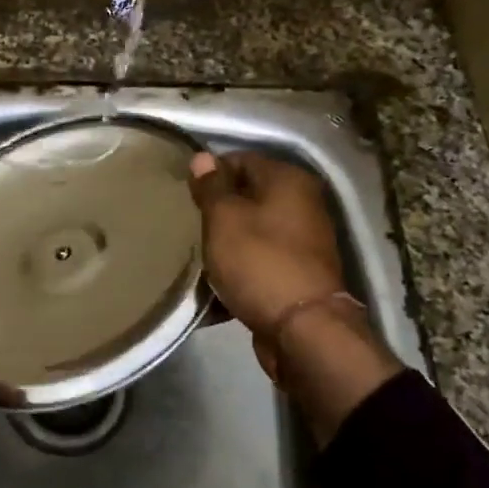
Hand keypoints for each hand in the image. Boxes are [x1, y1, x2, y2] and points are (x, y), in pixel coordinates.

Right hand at [188, 151, 345, 334]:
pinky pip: (258, 262)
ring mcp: (303, 242)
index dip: (210, 174)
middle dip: (217, 212)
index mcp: (288, 181)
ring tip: (197, 256)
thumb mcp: (224, 219)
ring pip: (252, 232)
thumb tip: (203, 157)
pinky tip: (214, 284)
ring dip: (225, 243)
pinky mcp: (296, 274)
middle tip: (189, 225)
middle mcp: (302, 204)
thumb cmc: (259, 262)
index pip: (241, 160)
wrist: (302, 330)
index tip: (185, 195)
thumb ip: (211, 187)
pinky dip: (238, 270)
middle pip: (248, 197)